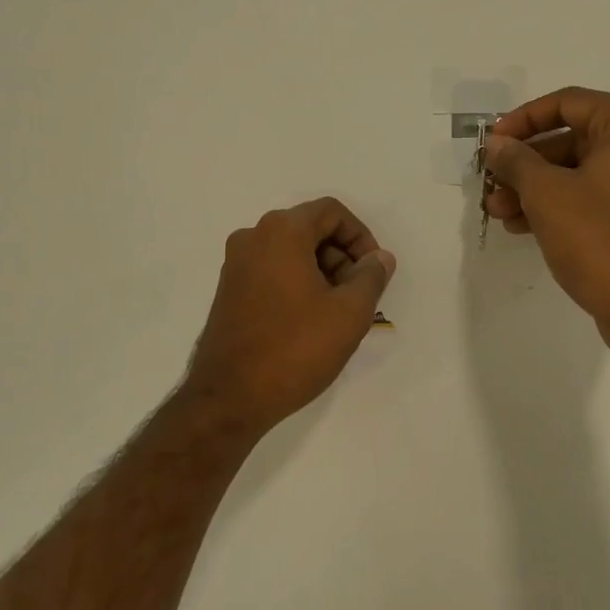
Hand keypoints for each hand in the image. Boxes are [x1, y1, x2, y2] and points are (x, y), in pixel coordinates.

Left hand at [185, 197, 396, 434]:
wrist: (230, 398)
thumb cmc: (296, 348)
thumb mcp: (350, 312)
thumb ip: (371, 276)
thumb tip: (380, 258)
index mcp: (281, 232)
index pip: (331, 212)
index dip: (361, 236)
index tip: (374, 271)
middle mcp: (252, 237)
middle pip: (310, 229)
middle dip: (342, 256)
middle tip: (360, 294)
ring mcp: (235, 265)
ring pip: (291, 252)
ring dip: (322, 271)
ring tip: (339, 312)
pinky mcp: (228, 291)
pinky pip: (272, 271)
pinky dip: (298, 283)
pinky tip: (312, 321)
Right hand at [482, 87, 609, 344]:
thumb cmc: (598, 239)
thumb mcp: (546, 194)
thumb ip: (516, 160)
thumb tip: (497, 144)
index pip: (568, 103)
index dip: (523, 120)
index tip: (493, 143)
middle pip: (575, 139)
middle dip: (526, 164)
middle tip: (492, 184)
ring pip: (584, 171)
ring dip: (538, 188)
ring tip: (500, 212)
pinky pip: (599, 195)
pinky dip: (563, 204)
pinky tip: (523, 226)